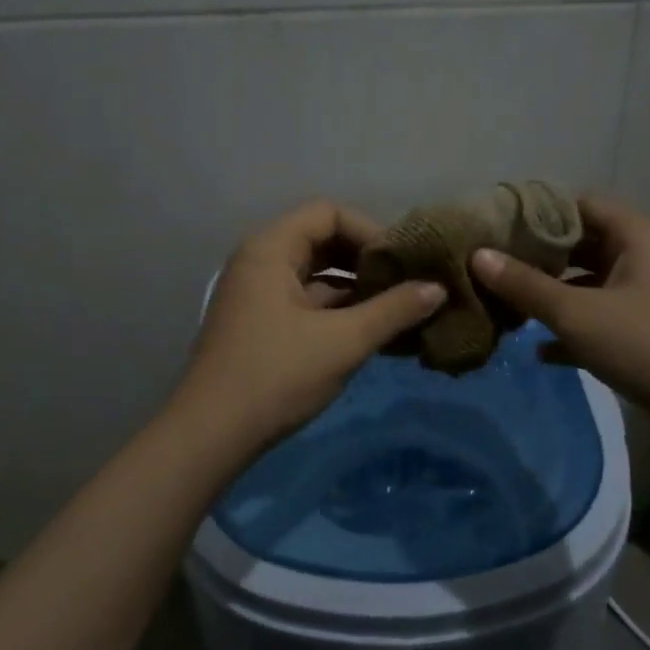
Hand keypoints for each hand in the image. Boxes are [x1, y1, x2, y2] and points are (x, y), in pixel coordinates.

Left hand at [171, 201, 446, 451]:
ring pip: (315, 275)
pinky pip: (305, 302)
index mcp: (271, 249)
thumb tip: (439, 288)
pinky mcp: (260, 324)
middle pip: (321, 240)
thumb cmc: (276, 376)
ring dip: (355, 289)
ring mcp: (257, 294)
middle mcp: (260, 261)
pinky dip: (337, 311)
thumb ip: (393, 310)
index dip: (370, 231)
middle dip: (366, 260)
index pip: (328, 213)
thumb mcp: (343, 341)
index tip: (402, 262)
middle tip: (406, 283)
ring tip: (399, 310)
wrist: (210, 436)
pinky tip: (373, 333)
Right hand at [470, 196, 649, 433]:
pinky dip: (571, 330)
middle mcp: (642, 256)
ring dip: (549, 295)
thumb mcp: (578, 314)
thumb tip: (477, 256)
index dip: (534, 213)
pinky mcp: (646, 334)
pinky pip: (599, 320)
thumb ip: (526, 285)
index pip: (576, 204)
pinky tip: (535, 350)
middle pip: (579, 244)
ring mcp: (646, 297)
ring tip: (502, 303)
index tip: (492, 227)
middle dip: (535, 257)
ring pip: (587, 284)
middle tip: (488, 266)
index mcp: (635, 234)